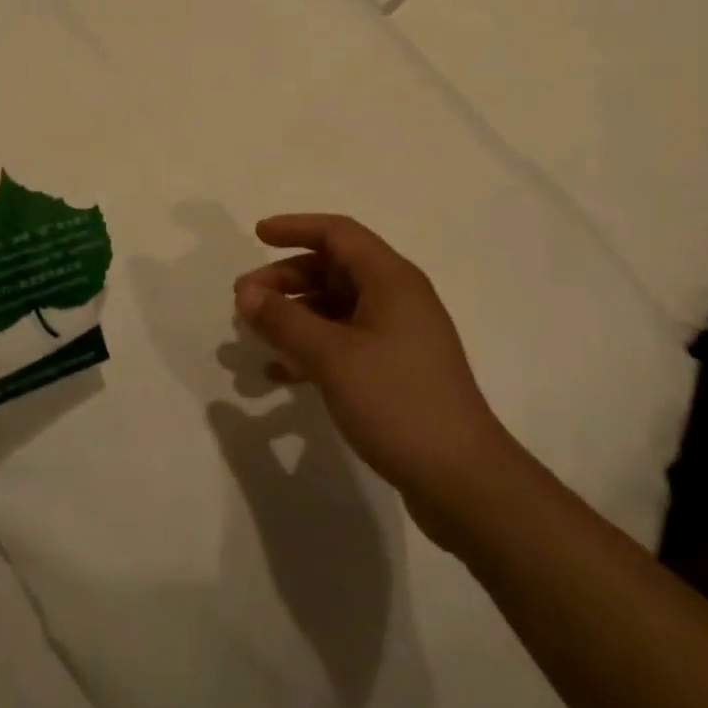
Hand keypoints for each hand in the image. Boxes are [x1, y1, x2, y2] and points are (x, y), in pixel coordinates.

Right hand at [234, 214, 512, 545]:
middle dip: (287, 279)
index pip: (338, 233)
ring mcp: (399, 336)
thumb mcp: (332, 356)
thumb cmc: (397, 401)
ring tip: (255, 334)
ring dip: (295, 315)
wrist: (463, 480)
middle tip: (244, 298)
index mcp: (391, 279)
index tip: (257, 235)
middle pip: (334, 269)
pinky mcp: (397, 371)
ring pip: (337, 308)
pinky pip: (346, 342)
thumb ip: (284, 320)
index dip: (295, 228)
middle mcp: (398, 298)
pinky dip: (313, 348)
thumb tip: (246, 293)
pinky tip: (280, 373)